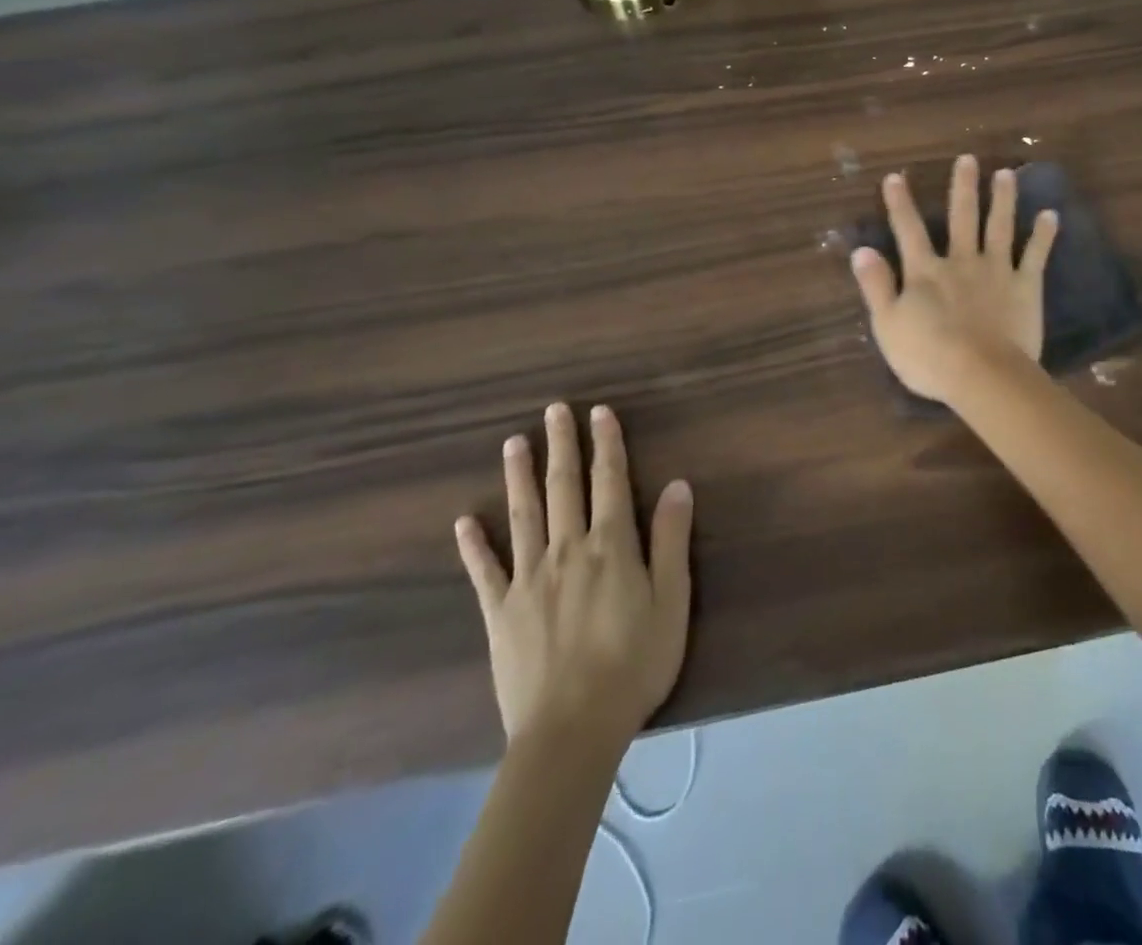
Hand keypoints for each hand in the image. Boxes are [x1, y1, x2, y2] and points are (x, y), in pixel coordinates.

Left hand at [454, 403, 693, 754]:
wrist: (572, 730)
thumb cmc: (634, 663)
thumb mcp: (672, 601)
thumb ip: (672, 540)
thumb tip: (677, 485)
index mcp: (611, 546)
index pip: (610, 481)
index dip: (606, 444)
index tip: (599, 411)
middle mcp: (567, 550)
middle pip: (564, 487)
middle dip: (562, 445)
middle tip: (553, 410)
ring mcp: (528, 579)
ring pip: (523, 516)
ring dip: (519, 477)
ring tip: (513, 444)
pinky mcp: (500, 612)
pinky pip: (484, 571)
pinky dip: (474, 545)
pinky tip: (464, 521)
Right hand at [849, 154, 1057, 404]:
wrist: (981, 374)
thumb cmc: (929, 356)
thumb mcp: (888, 325)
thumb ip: (876, 286)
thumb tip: (861, 250)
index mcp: (926, 272)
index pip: (908, 231)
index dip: (900, 204)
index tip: (895, 177)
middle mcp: (961, 261)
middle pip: (961, 218)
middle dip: (963, 187)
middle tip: (968, 159)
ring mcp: (996, 271)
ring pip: (999, 227)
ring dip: (1002, 199)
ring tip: (1006, 173)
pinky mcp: (1025, 286)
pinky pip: (1035, 255)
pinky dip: (1043, 235)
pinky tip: (1051, 215)